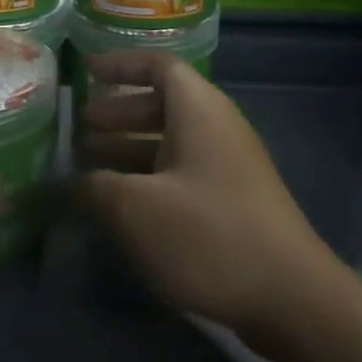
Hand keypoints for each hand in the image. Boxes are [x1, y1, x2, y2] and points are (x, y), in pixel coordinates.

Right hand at [76, 52, 340, 343]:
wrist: (291, 297)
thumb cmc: (208, 236)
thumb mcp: (137, 209)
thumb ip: (95, 187)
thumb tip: (70, 182)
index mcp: (199, 111)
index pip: (158, 66)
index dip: (120, 64)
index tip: (84, 71)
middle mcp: (216, 129)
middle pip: (162, 105)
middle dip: (117, 114)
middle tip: (78, 131)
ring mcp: (228, 167)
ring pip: (170, 143)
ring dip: (128, 149)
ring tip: (88, 167)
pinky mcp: (232, 201)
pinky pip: (181, 173)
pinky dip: (148, 178)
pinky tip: (121, 206)